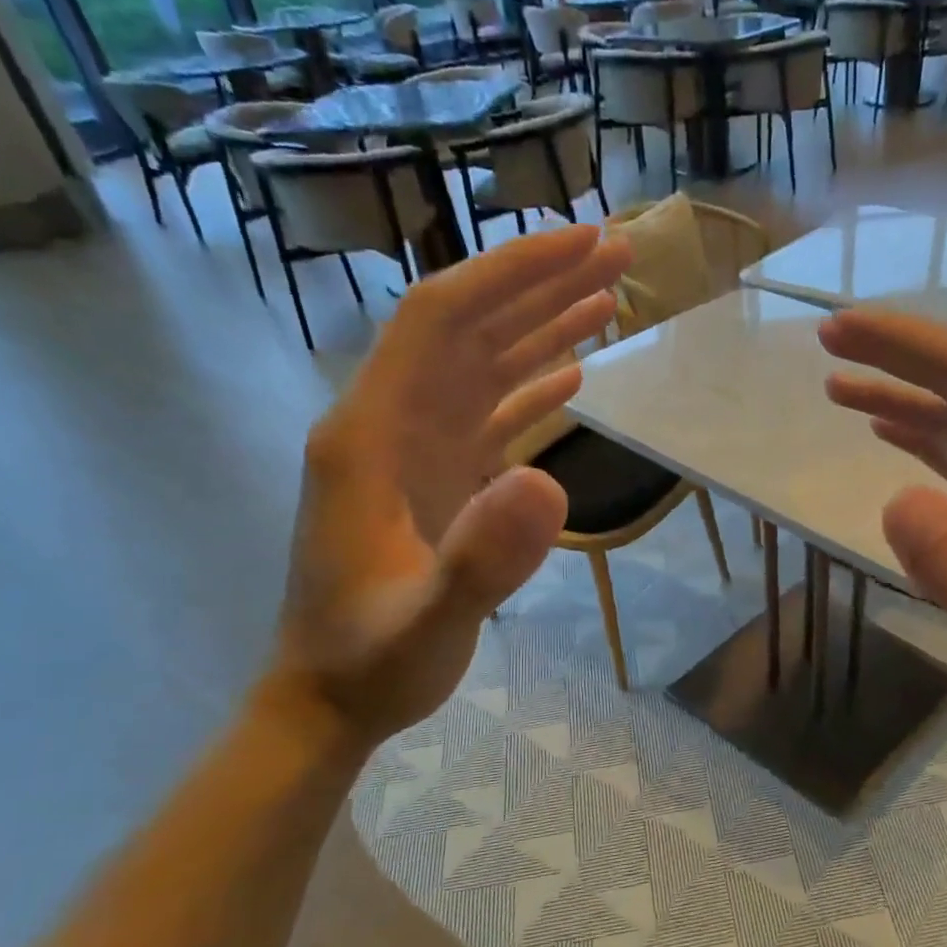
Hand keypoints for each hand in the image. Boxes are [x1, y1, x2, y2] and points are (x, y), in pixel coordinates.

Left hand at [268, 225, 629, 750]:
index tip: (581, 246)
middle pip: (465, 329)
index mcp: (369, 435)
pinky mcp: (433, 481)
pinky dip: (530, 388)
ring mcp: (410, 452)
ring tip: (608, 299)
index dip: (510, 275)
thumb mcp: (426, 623)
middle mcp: (386, 425)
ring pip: (480, 367)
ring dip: (541, 328)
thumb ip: (481, 560)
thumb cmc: (371, 662)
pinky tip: (571, 374)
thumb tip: (551, 479)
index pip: (439, 320)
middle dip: (538, 285)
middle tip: (617, 254)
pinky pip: (486, 415)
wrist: (329, 699)